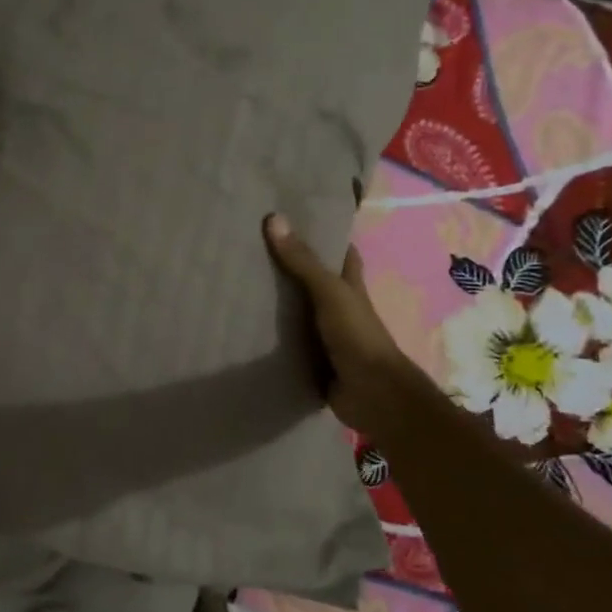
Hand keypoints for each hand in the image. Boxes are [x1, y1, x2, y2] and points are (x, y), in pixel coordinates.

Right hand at [263, 213, 408, 441]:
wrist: (371, 393)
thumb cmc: (357, 334)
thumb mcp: (330, 291)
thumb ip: (303, 261)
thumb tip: (274, 218)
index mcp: (350, 286)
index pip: (341, 253)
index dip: (324, 235)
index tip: (294, 219)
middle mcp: (339, 307)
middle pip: (314, 280)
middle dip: (290, 267)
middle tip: (253, 248)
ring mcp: (325, 335)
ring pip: (298, 311)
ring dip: (277, 302)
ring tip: (240, 282)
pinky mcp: (312, 359)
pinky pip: (287, 341)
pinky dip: (271, 335)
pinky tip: (245, 325)